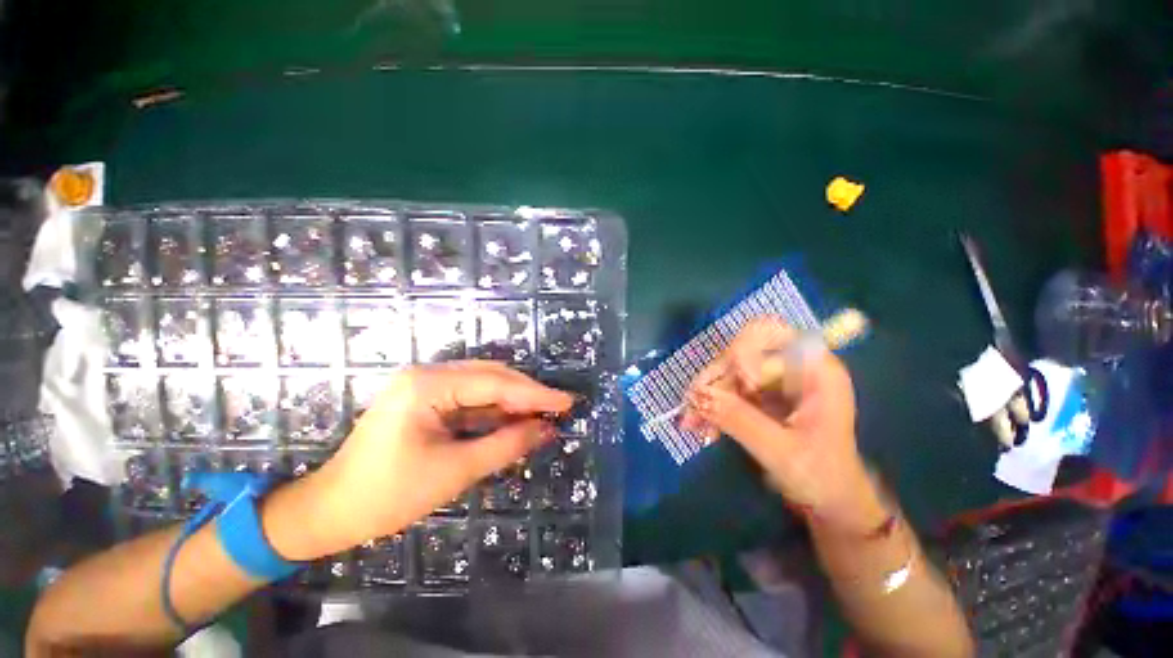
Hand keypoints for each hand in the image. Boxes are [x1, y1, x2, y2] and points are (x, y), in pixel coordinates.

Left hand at [303, 361, 572, 550]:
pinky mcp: (427, 400)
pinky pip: (471, 399)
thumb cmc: (387, 495)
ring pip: (483, 386)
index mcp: (428, 385)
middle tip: (559, 408)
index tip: (566, 402)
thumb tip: (546, 430)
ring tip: (544, 414)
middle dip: (527, 393)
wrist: (330, 511)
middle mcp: (428, 375)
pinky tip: (516, 419)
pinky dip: (495, 410)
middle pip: (491, 376)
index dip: (535, 394)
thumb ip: (505, 445)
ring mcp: (426, 385)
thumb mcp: (454, 471)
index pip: (495, 383)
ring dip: (513, 401)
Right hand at [681, 317, 882, 530]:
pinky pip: (727, 389)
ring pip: (727, 371)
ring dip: (707, 395)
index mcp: (814, 369)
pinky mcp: (760, 394)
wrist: (832, 502)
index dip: (745, 352)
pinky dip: (711, 405)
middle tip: (692, 407)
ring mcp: (773, 379)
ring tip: (690, 424)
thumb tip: (696, 394)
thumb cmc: (822, 477)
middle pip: (740, 352)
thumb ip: (739, 420)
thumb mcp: (781, 451)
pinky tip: (700, 426)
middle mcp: (792, 366)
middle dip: (714, 380)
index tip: (735, 386)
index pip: (770, 333)